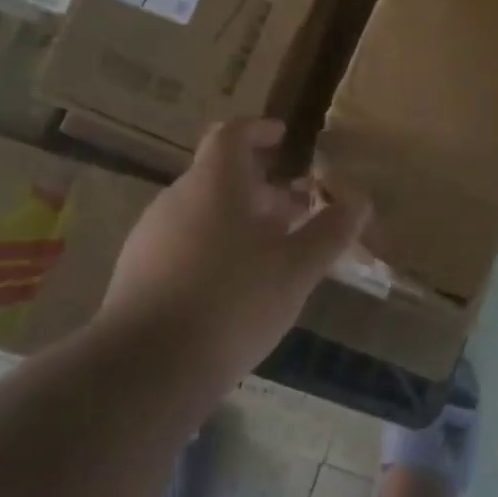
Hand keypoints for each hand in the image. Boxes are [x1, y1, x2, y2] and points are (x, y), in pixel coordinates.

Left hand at [99, 119, 366, 377]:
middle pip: (220, 175)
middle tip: (298, 208)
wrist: (148, 366)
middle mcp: (177, 198)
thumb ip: (331, 230)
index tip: (283, 137)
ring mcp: (151, 235)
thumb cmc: (233, 301)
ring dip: (240, 219)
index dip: (259, 130)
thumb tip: (359, 199)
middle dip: (262, 186)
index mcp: (214, 183)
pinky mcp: (138, 272)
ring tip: (274, 251)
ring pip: (203, 211)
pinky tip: (236, 286)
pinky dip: (215, 246)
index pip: (232, 134)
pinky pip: (184, 242)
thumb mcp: (297, 268)